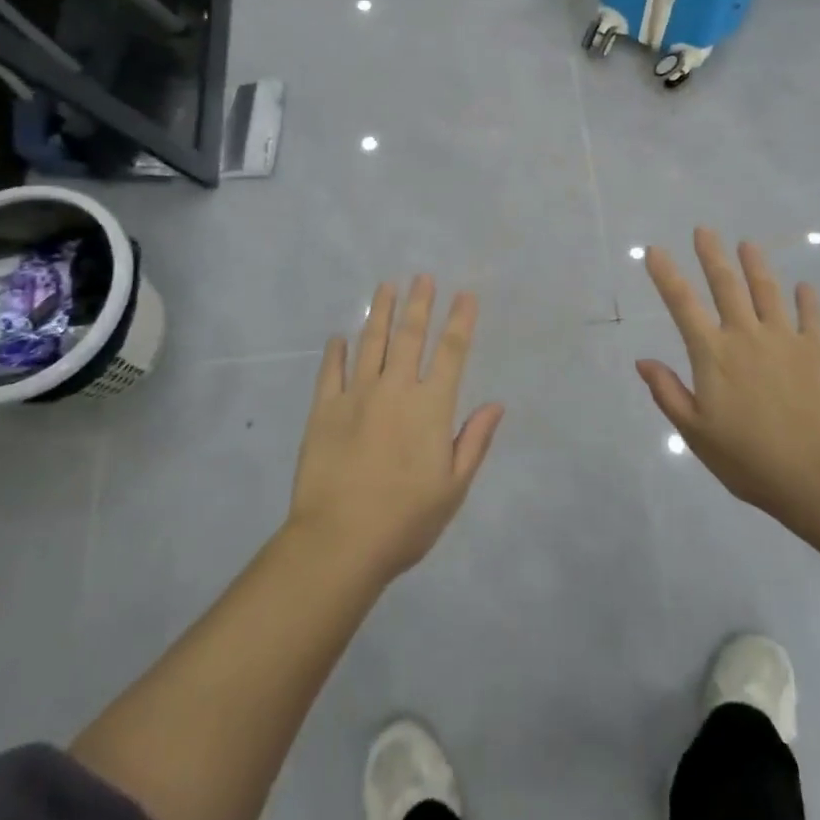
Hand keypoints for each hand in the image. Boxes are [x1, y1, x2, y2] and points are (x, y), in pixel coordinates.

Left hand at [288, 276, 503, 583]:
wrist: (339, 542)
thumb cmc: (406, 520)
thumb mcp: (453, 488)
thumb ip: (474, 441)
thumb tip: (496, 404)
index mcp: (430, 407)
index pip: (451, 352)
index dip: (460, 321)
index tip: (465, 295)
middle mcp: (394, 390)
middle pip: (408, 336)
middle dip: (418, 304)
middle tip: (422, 277)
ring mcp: (355, 396)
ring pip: (370, 343)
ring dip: (379, 312)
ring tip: (385, 286)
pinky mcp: (323, 410)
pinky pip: (330, 372)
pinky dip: (335, 352)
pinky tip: (339, 337)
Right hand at [636, 228, 819, 519]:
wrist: (815, 472)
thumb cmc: (747, 458)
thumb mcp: (695, 433)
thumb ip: (668, 393)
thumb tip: (643, 361)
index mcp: (712, 353)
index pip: (682, 304)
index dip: (666, 275)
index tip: (654, 250)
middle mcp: (745, 335)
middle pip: (726, 285)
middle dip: (712, 255)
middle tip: (704, 230)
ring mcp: (784, 339)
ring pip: (767, 291)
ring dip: (756, 265)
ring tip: (748, 244)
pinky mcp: (818, 351)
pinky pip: (813, 317)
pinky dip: (808, 300)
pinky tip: (805, 287)